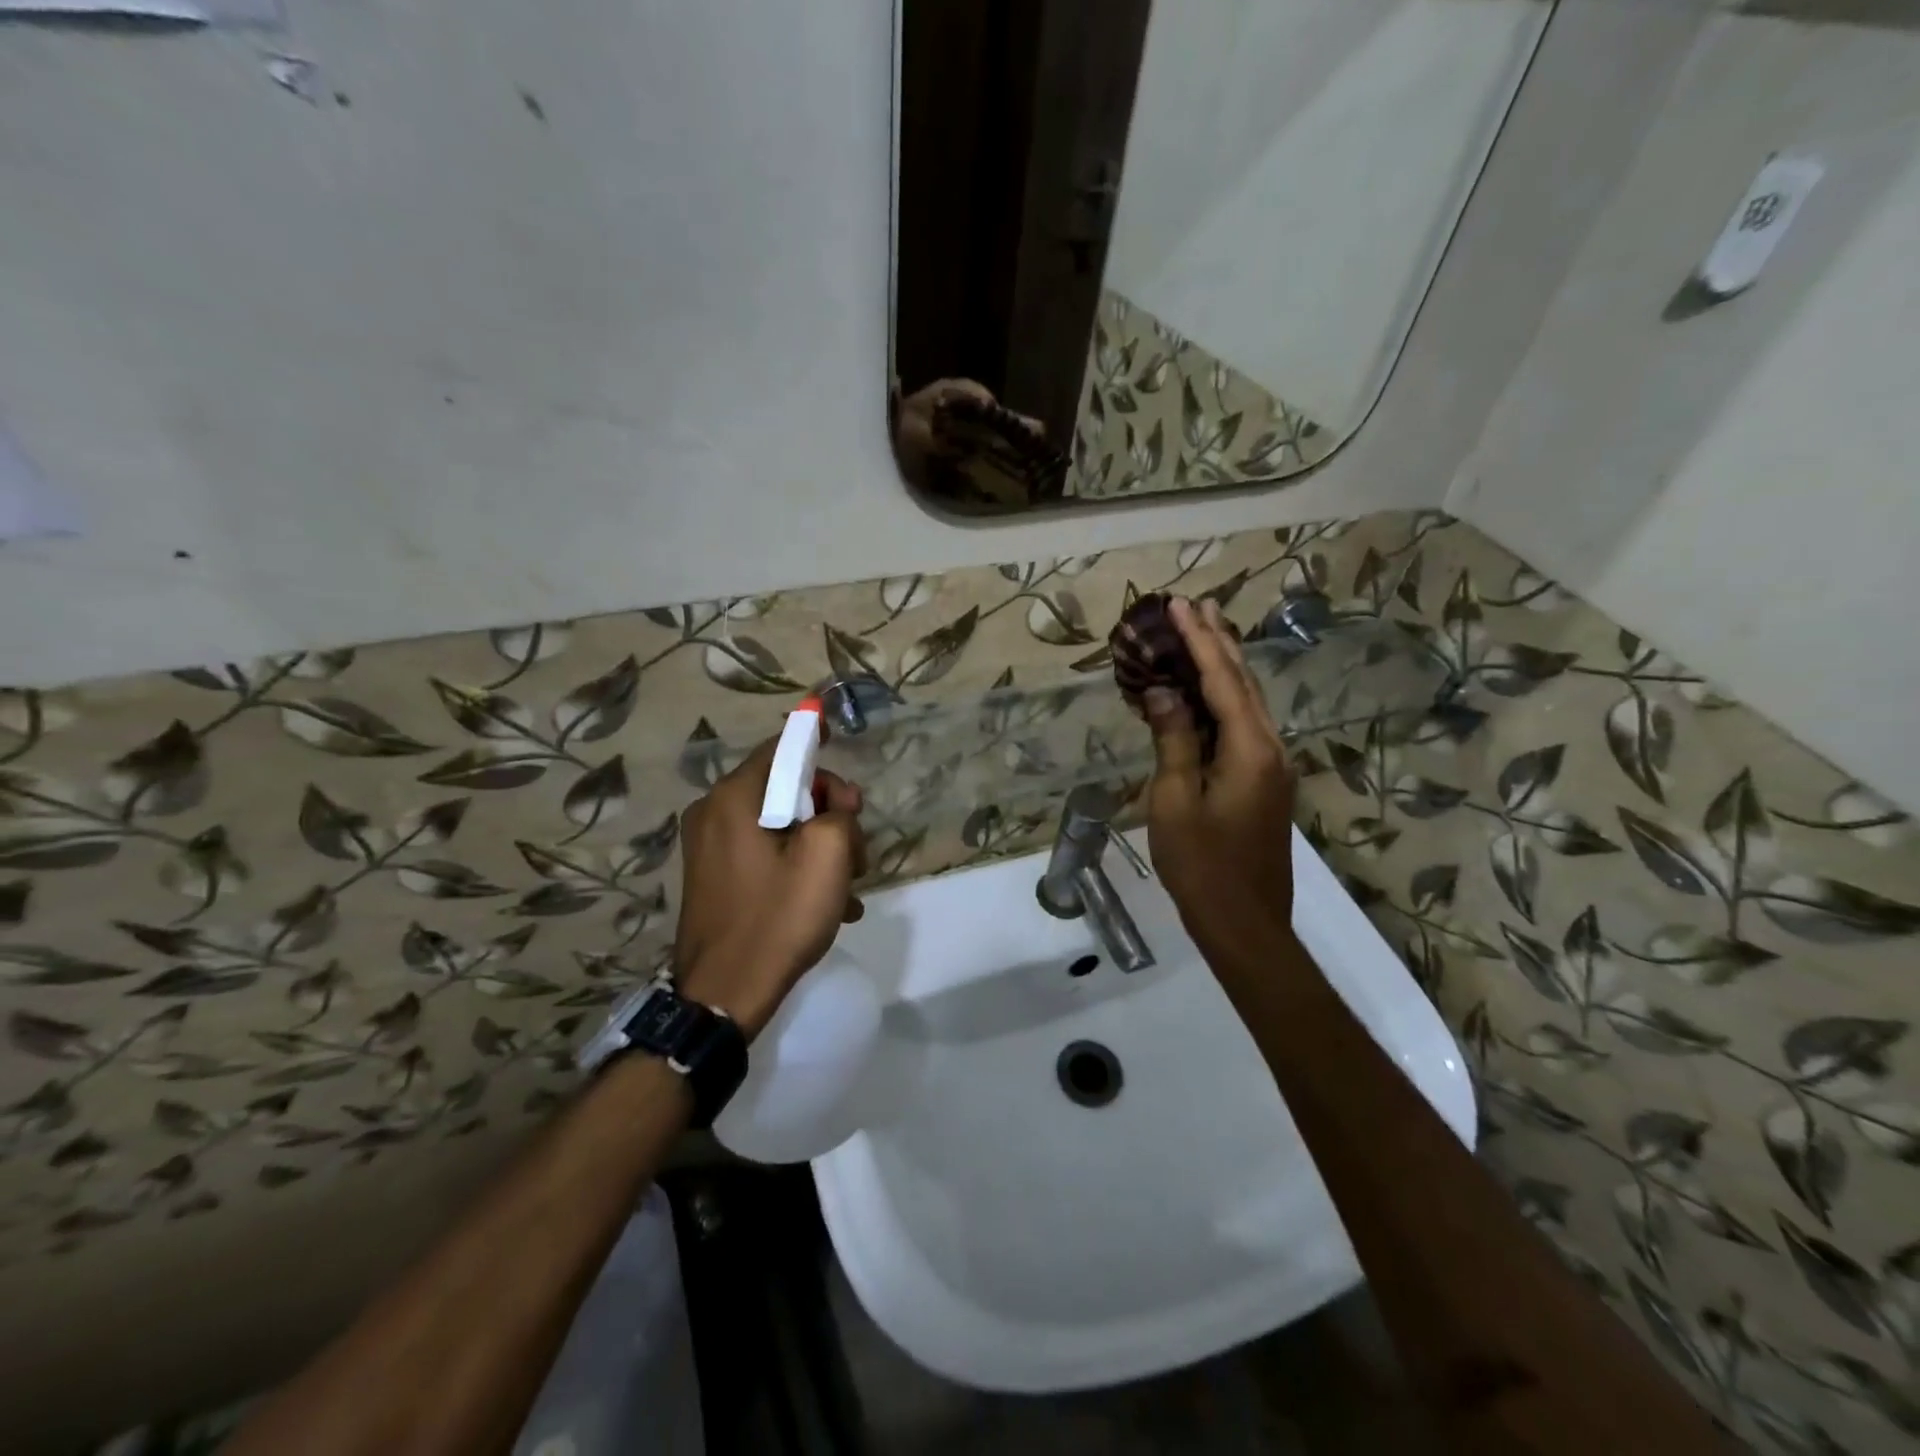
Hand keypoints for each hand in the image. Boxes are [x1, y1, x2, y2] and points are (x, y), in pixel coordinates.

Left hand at [673, 737, 866, 1039]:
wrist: (724, 995)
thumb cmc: (778, 917)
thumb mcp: (828, 856)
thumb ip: (839, 811)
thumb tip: (835, 804)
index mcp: (734, 798)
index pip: (782, 749)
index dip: (817, 748)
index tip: (841, 757)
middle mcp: (713, 813)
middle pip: (784, 790)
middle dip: (828, 814)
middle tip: (857, 852)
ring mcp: (709, 848)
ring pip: (780, 826)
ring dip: (820, 847)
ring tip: (849, 888)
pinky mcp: (713, 878)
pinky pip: (765, 855)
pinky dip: (797, 868)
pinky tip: (830, 904)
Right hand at [1139, 597, 1296, 967]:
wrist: (1245, 923)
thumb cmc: (1201, 865)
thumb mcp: (1174, 801)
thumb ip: (1173, 740)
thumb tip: (1164, 691)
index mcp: (1250, 749)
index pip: (1222, 679)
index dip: (1199, 640)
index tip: (1180, 604)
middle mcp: (1270, 748)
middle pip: (1244, 682)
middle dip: (1218, 642)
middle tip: (1196, 606)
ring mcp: (1273, 767)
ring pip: (1248, 703)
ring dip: (1224, 667)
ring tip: (1204, 634)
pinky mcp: (1265, 783)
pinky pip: (1244, 726)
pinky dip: (1223, 700)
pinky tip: (1206, 694)